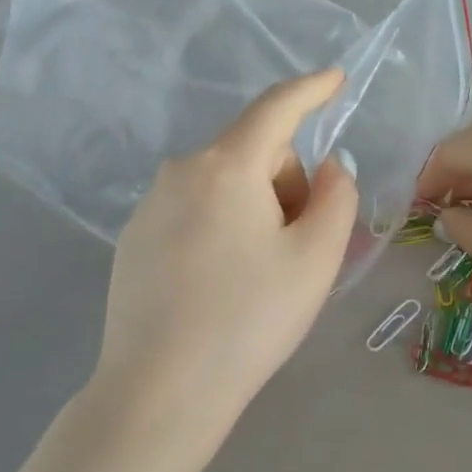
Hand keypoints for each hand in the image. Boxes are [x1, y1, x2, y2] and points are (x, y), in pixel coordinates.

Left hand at [90, 70, 358, 439]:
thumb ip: (337, 197)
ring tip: (262, 276)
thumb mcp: (316, 257)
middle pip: (255, 155)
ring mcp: (150, 206)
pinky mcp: (135, 239)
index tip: (335, 80)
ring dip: (258, 210)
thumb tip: (327, 168)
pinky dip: (225, 229)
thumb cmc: (251, 319)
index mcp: (226, 167)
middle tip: (300, 249)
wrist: (161, 391)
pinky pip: (197, 212)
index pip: (277, 108)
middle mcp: (181, 172)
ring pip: (226, 186)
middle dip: (288, 186)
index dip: (312, 90)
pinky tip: (223, 286)